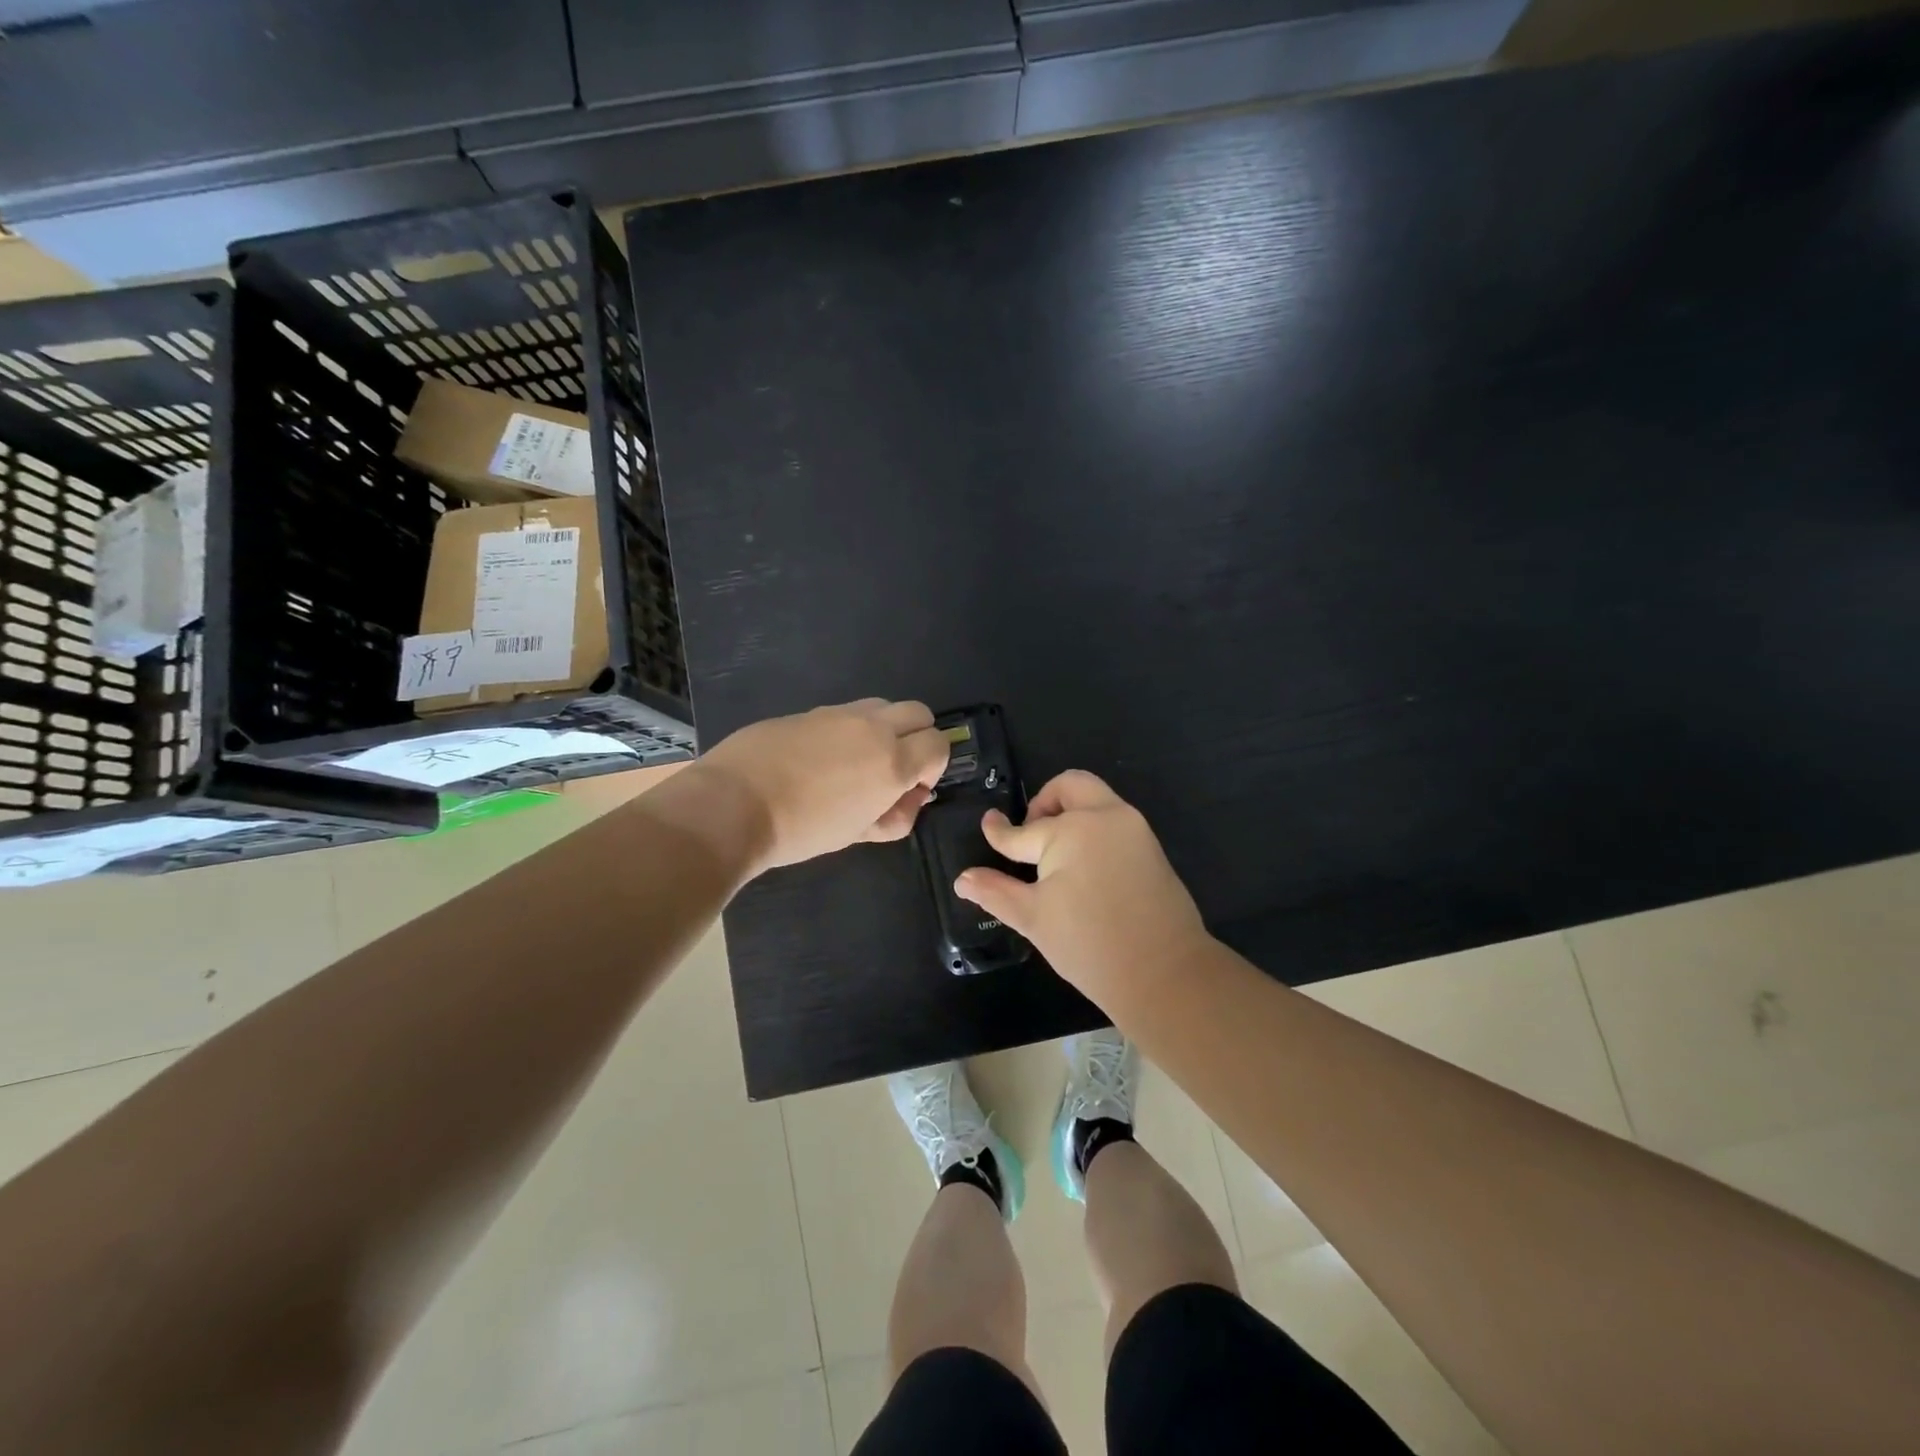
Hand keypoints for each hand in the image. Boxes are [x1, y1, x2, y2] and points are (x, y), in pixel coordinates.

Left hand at [697, 699, 949, 870]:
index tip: (912, 788)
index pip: (939, 744)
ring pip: (882, 706)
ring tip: (856, 762)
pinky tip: (820, 758)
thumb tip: (910, 797)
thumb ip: (896, 816)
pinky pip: (845, 712)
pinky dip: (849, 729)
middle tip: (893, 769)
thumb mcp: (857, 834)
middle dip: (917, 738)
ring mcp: (839, 713)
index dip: (933, 767)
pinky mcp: (809, 710)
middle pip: (919, 713)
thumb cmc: (802, 830)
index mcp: (893, 761)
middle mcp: (873, 728)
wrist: (733, 805)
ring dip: (884, 729)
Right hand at [953, 770, 1207, 1002]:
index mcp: (1072, 830)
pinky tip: (1082, 867)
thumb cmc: (1090, 945)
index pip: (1024, 830)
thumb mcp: (1034, 918)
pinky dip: (1093, 828)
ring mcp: (1134, 829)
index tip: (989, 825)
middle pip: (1070, 786)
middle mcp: (1105, 817)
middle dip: (1044, 802)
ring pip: (1096, 799)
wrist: (1165, 973)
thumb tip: (962, 879)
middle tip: (1031, 834)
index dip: (1000, 832)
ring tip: (1054, 854)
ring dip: (1071, 812)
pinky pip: (1115, 821)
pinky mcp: (1151, 847)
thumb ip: (996, 892)